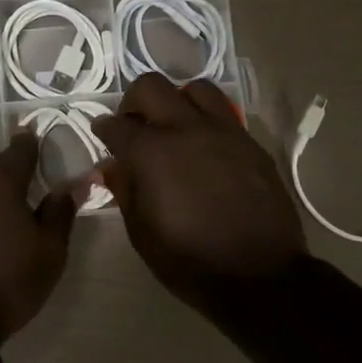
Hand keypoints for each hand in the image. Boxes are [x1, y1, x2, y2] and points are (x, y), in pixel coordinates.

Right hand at [95, 74, 308, 317]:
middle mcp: (186, 129)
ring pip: (195, 88)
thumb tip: (113, 167)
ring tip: (175, 127)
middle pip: (151, 86)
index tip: (102, 136)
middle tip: (134, 126)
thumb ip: (125, 190)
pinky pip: (224, 114)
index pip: (117, 124)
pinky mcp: (250, 143)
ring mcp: (223, 132)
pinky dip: (206, 120)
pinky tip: (205, 147)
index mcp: (152, 152)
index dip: (103, 129)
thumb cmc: (190, 261)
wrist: (259, 276)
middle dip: (134, 102)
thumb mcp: (142, 233)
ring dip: (177, 101)